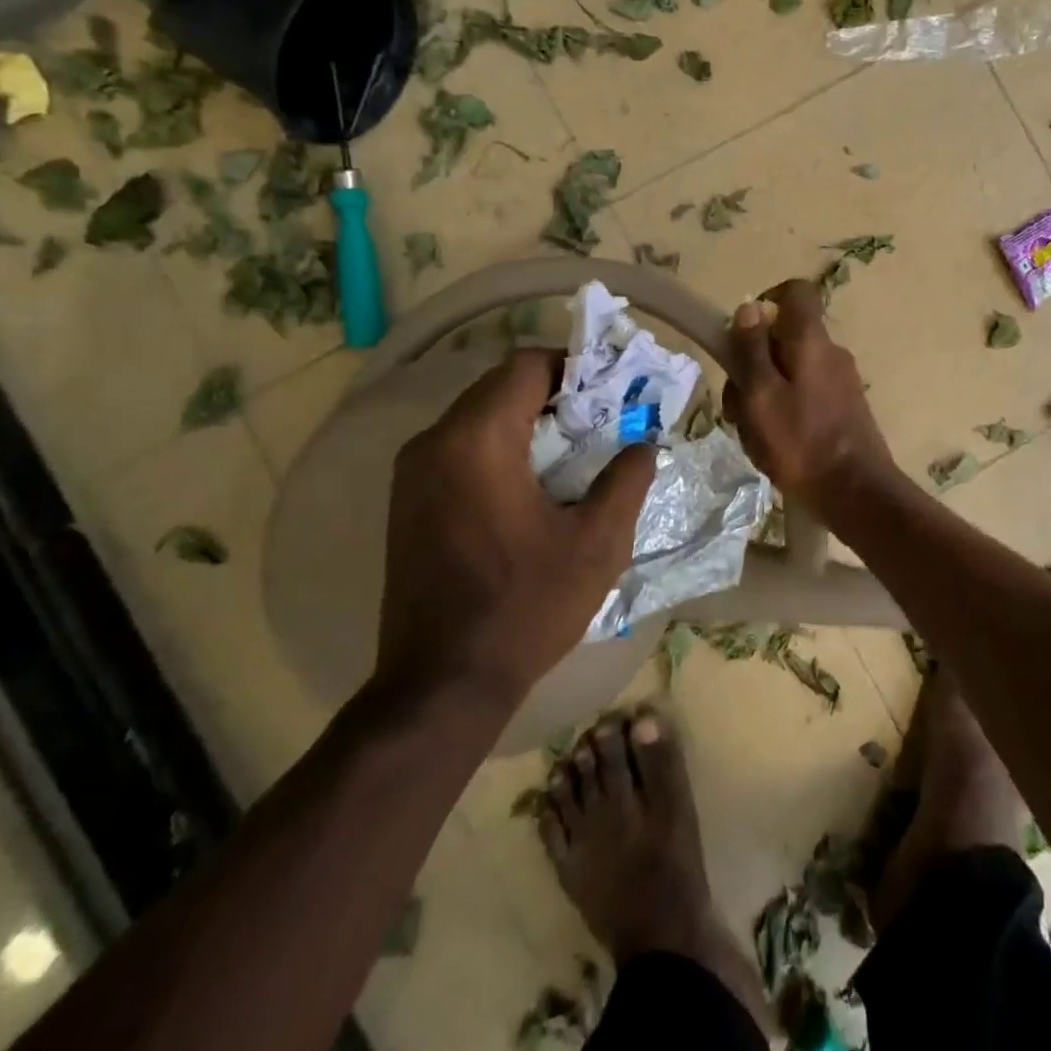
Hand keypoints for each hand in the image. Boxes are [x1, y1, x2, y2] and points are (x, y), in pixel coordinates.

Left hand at [375, 349, 655, 710]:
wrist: (442, 684)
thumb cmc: (526, 607)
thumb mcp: (597, 543)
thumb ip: (626, 480)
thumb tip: (643, 445)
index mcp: (477, 440)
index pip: (525, 366)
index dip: (572, 367)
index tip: (609, 393)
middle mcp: (434, 442)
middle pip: (499, 387)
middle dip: (552, 395)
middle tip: (598, 422)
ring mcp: (412, 472)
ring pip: (477, 416)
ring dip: (525, 421)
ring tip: (571, 453)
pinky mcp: (407, 501)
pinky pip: (459, 448)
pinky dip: (498, 447)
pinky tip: (530, 486)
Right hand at [722, 279, 895, 513]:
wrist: (856, 494)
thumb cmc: (801, 443)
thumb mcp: (761, 395)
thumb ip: (752, 349)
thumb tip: (750, 306)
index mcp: (811, 341)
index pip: (796, 292)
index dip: (766, 302)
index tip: (742, 334)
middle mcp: (830, 354)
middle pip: (783, 339)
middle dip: (752, 366)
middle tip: (739, 407)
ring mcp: (839, 383)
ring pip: (788, 373)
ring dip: (762, 397)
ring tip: (753, 436)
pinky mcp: (842, 410)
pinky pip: (803, 397)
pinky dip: (782, 414)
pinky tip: (773, 448)